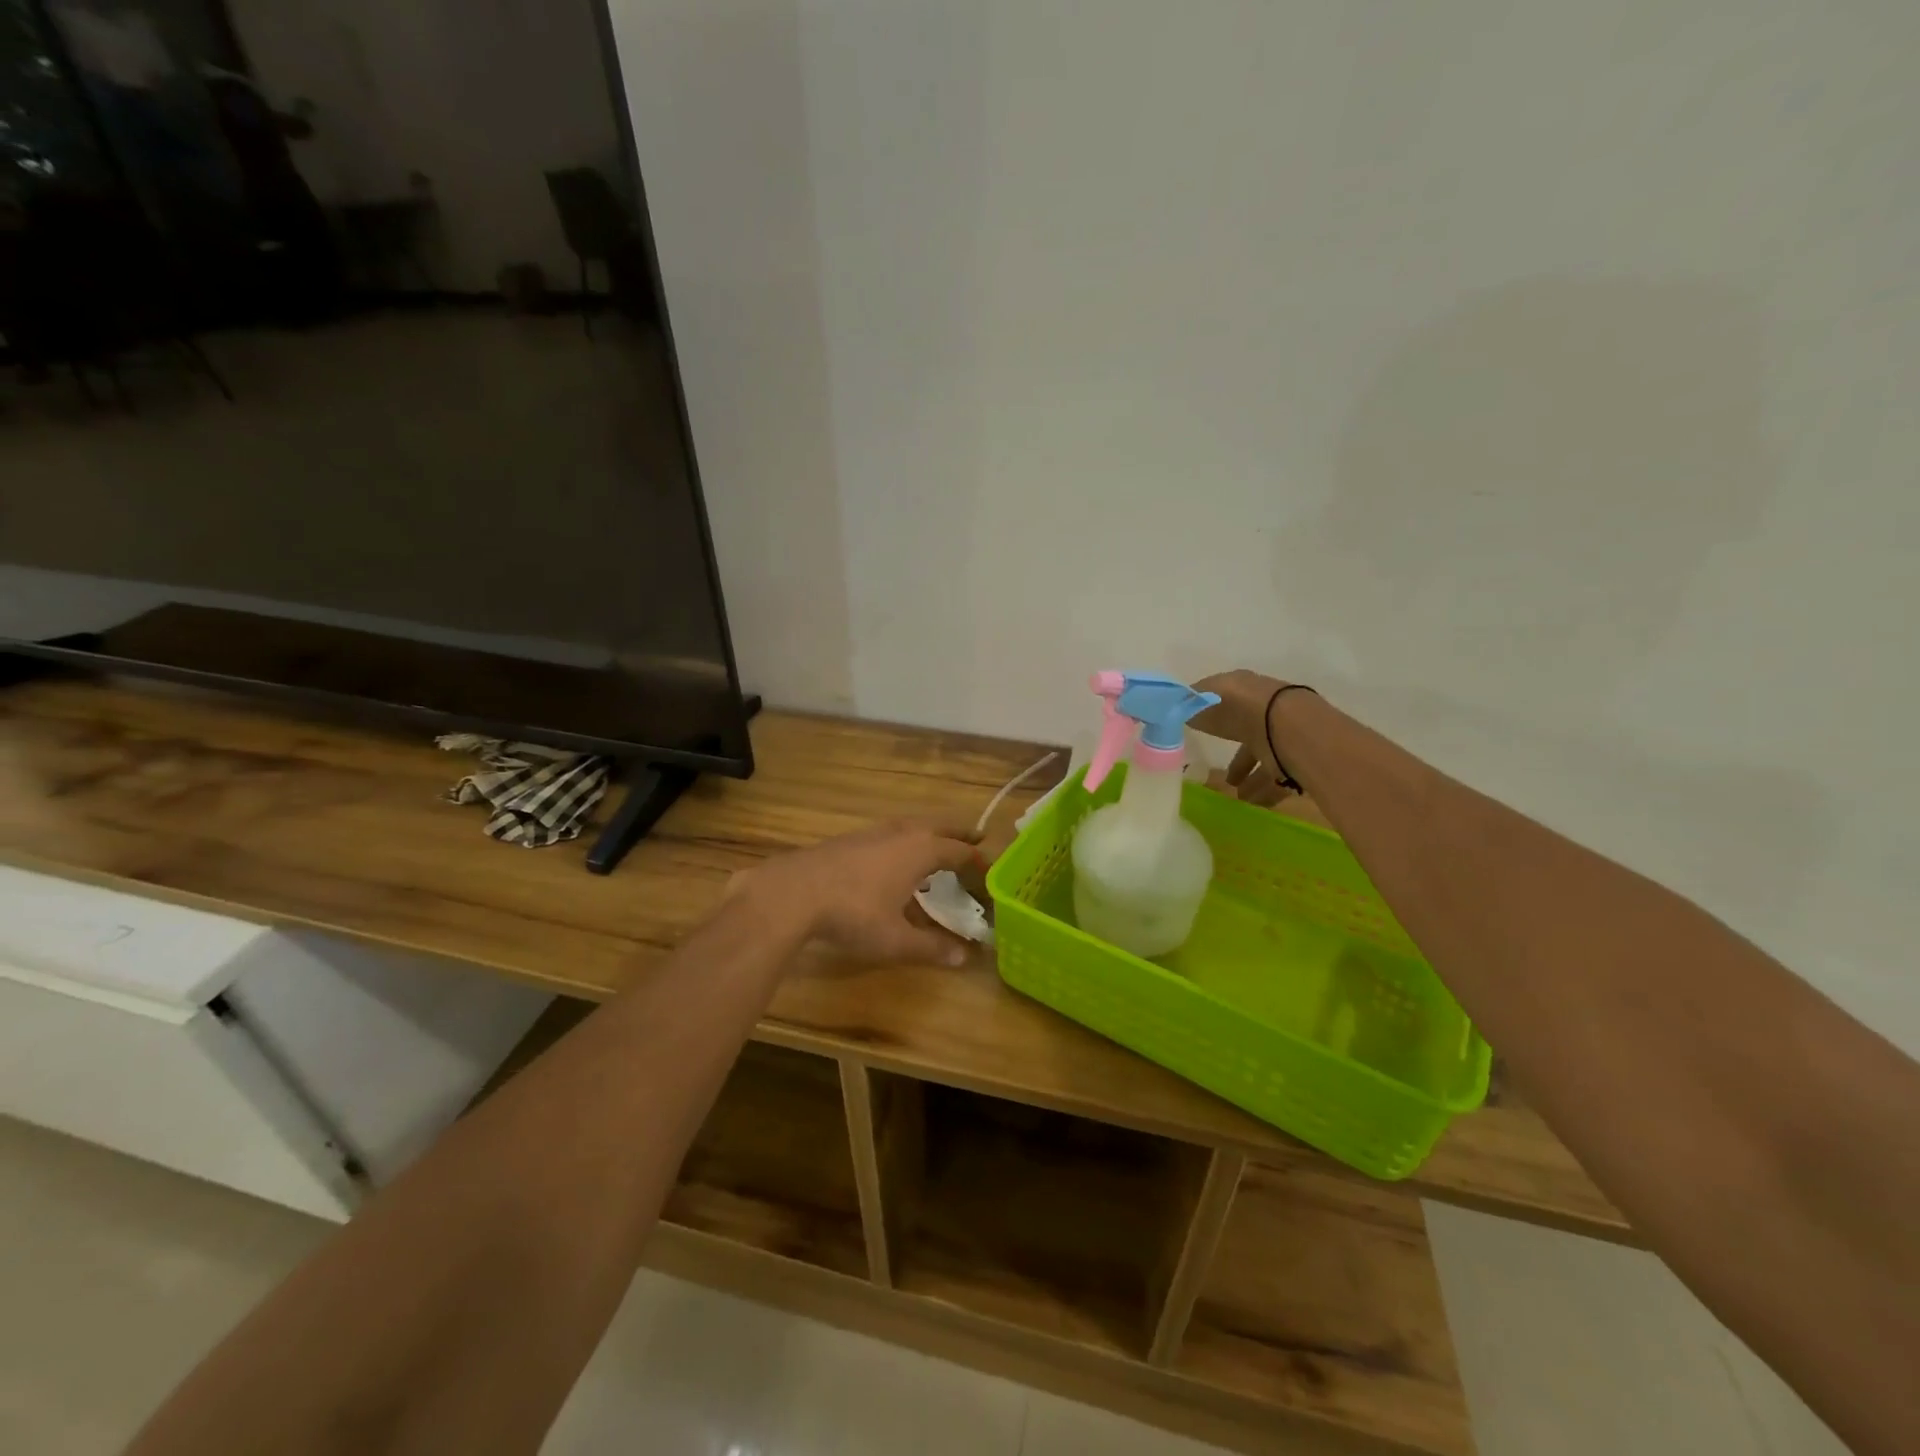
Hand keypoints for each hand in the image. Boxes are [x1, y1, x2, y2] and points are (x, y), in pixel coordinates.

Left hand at [732, 822, 980, 965]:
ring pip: (911, 824)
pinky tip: (894, 856)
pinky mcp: (849, 838)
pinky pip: (890, 832)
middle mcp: (901, 833)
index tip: (990, 870)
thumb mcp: (895, 939)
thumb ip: (930, 947)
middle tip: (976, 837)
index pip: (959, 851)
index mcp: (920, 850)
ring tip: (937, 844)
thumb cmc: (853, 914)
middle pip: (938, 826)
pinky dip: (904, 838)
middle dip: (959, 832)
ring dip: (930, 832)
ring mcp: (872, 832)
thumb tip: (963, 957)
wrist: (792, 892)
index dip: (977, 861)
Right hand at [1192, 669, 1297, 807]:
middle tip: (1218, 769)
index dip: (1212, 715)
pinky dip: (1263, 792)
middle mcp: (1265, 712)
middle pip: (1247, 733)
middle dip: (1234, 752)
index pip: (1226, 702)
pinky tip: (1250, 803)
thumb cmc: (1239, 708)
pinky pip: (1276, 781)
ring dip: (1249, 778)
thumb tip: (1175, 709)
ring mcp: (1282, 737)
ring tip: (1235, 794)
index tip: (1199, 729)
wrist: (1286, 728)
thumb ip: (1188, 706)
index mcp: (1245, 691)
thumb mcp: (1202, 700)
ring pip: (1263, 759)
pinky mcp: (1295, 762)